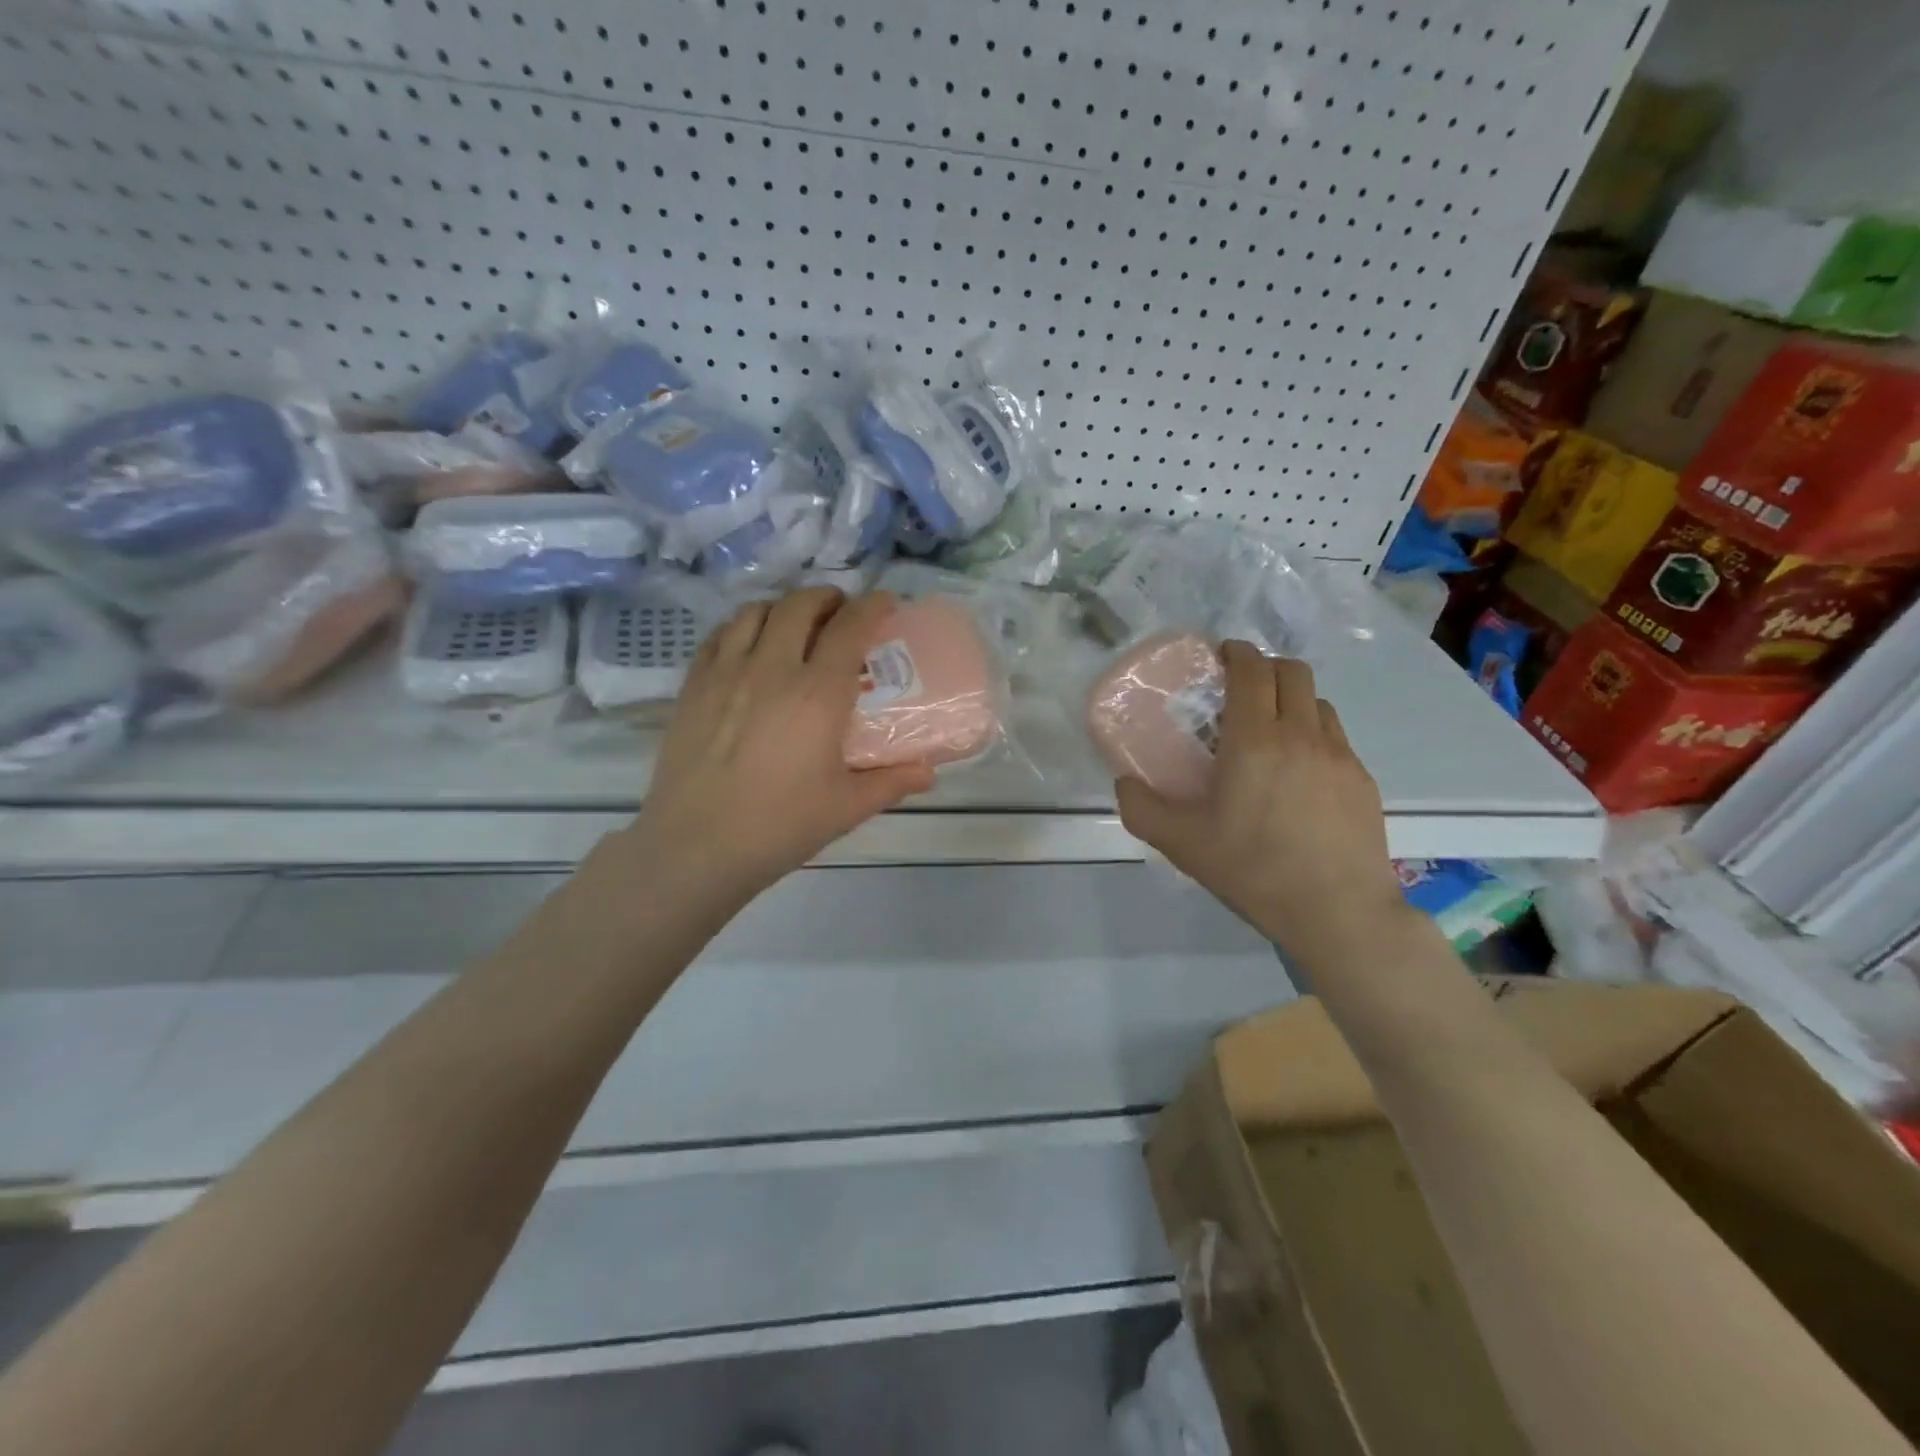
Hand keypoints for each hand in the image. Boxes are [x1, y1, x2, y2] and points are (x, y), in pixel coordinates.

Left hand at [621, 588, 935, 904]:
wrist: (696, 847)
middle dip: (827, 598)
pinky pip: (720, 635)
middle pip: (800, 605)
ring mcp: (726, 673)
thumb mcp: (846, 807)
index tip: (886, 604)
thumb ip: (891, 782)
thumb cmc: (779, 827)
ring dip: (784, 608)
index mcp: (817, 695)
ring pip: (756, 611)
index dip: (873, 607)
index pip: (850, 628)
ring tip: (796, 625)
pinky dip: (743, 626)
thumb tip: (929, 771)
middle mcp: (772, 669)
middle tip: (841, 613)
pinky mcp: (693, 685)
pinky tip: (750, 646)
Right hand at [1114, 641, 1409, 975]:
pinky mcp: (1363, 780)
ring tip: (1271, 730)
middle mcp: (1302, 735)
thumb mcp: (1182, 844)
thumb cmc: (1254, 870)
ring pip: (1318, 702)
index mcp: (1255, 741)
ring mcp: (1340, 756)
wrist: (1338, 913)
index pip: (1252, 671)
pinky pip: (1336, 738)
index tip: (1222, 655)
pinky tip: (1300, 774)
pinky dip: (1314, 735)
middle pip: (1292, 672)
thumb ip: (1142, 809)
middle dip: (1266, 667)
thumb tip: (1123, 783)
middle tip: (1242, 688)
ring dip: (1292, 700)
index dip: (1237, 653)